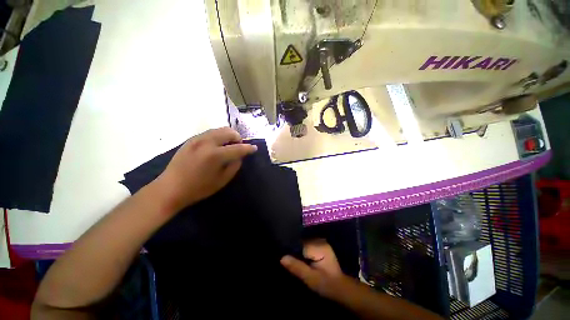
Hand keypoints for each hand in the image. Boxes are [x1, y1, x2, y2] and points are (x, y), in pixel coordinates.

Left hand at [155, 127, 256, 211]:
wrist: (170, 188)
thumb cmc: (199, 188)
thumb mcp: (222, 180)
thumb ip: (234, 166)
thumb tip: (239, 156)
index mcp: (215, 155)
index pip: (238, 148)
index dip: (248, 148)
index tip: (254, 148)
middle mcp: (207, 142)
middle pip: (229, 132)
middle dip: (238, 138)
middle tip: (239, 147)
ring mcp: (197, 139)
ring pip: (219, 129)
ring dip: (228, 135)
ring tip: (229, 145)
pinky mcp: (191, 139)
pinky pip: (210, 133)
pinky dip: (218, 136)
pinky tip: (217, 145)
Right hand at [281, 239, 351, 299]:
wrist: (341, 288)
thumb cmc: (326, 284)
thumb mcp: (310, 278)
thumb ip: (297, 267)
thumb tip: (282, 258)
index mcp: (318, 246)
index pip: (300, 242)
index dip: (291, 249)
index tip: (284, 256)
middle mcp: (320, 241)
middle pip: (301, 242)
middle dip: (294, 250)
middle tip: (286, 259)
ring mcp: (321, 243)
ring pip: (304, 243)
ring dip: (298, 251)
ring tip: (291, 259)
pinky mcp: (321, 246)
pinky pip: (308, 246)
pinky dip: (303, 252)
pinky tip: (299, 259)